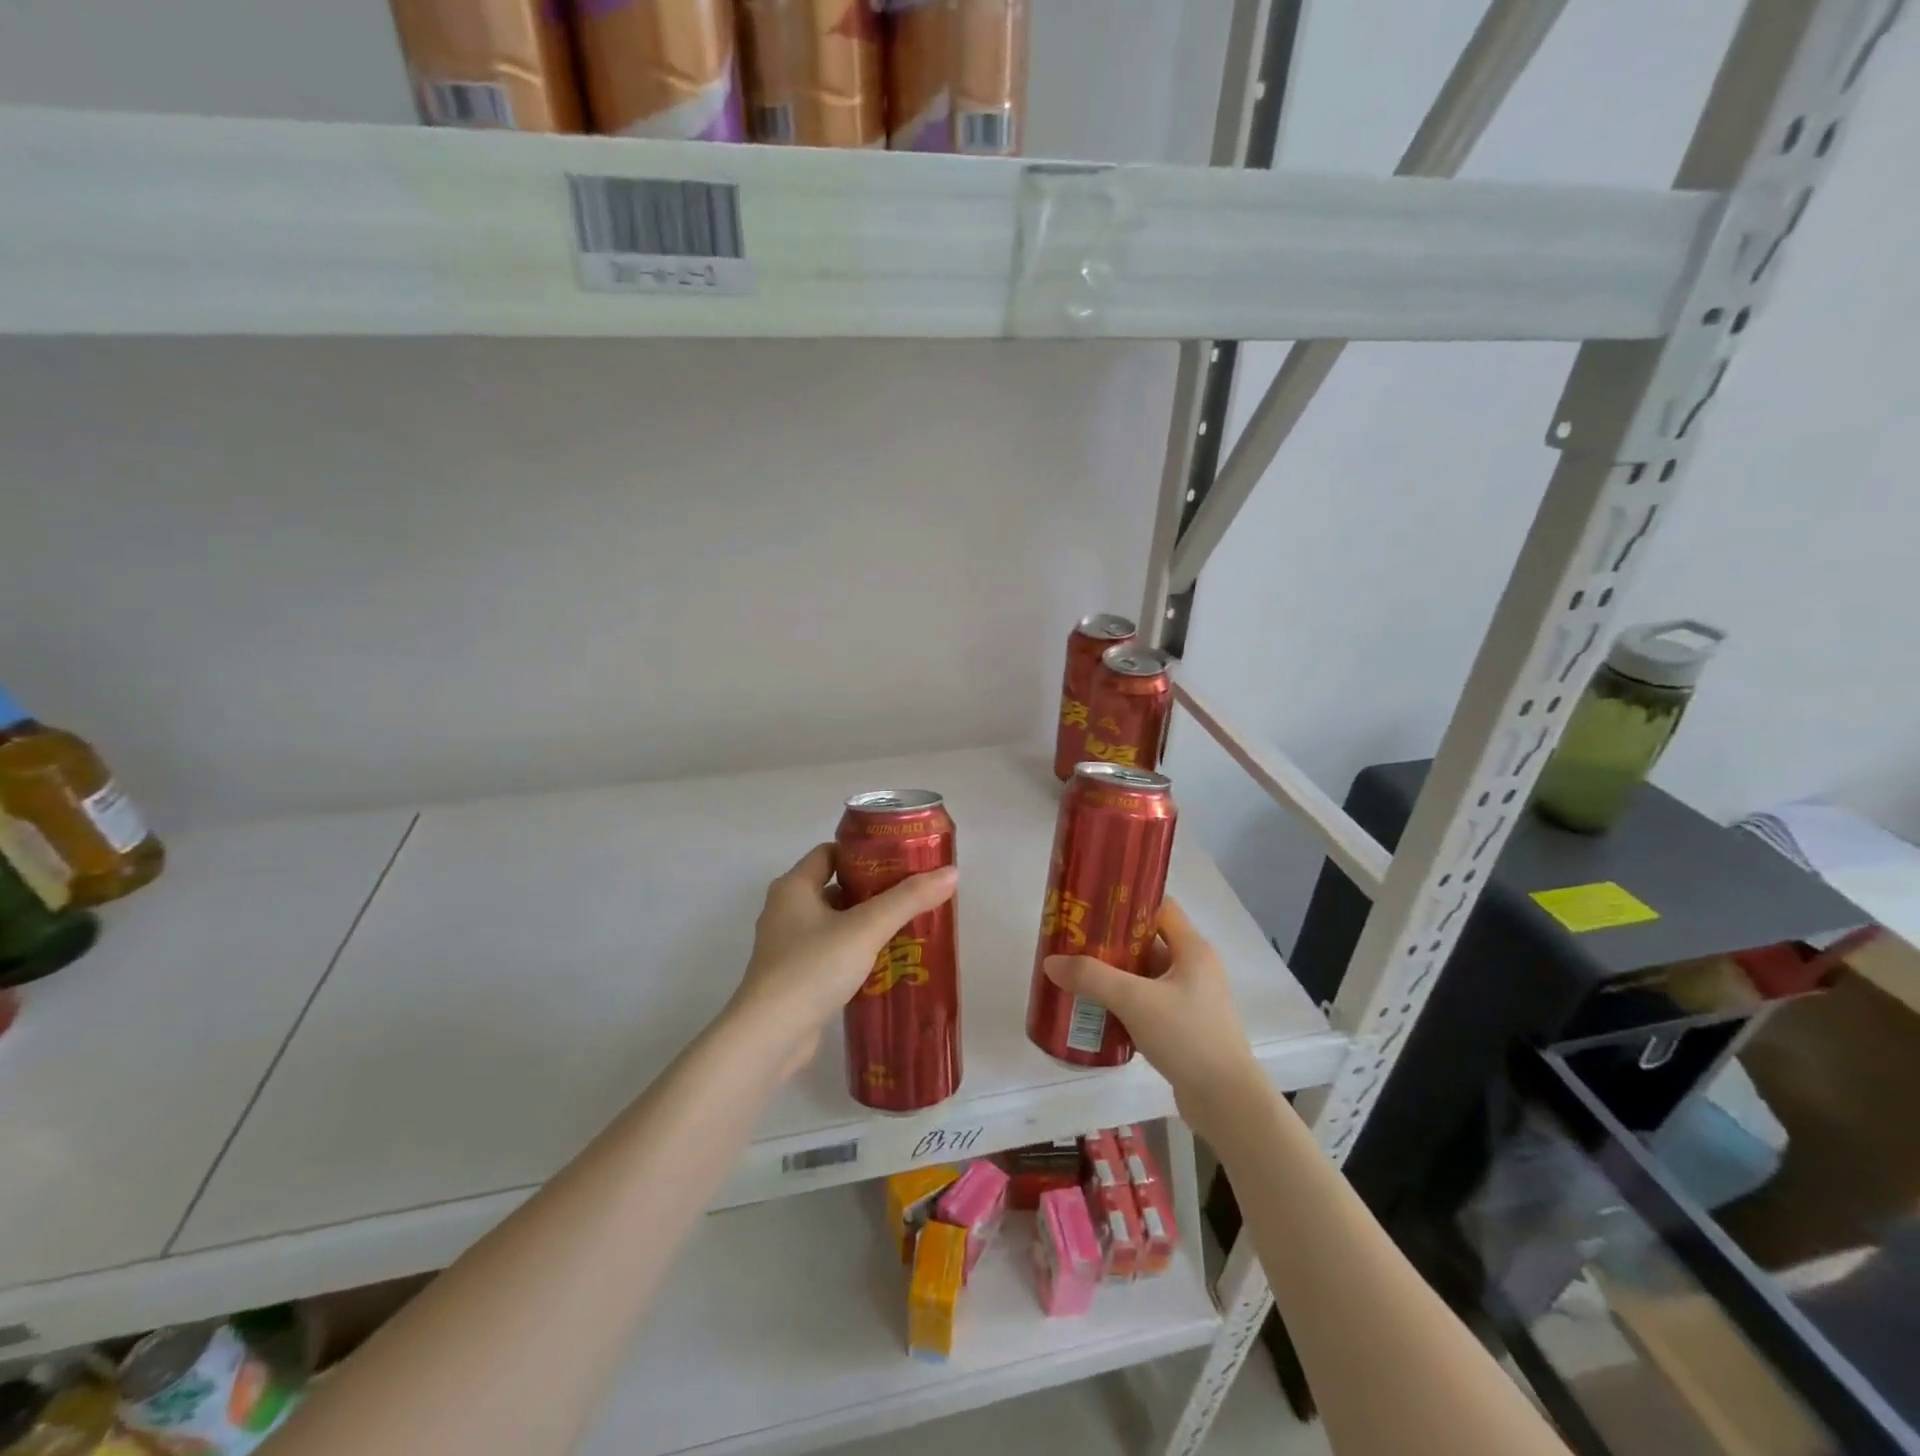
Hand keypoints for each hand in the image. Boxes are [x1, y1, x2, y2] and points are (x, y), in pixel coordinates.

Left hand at [728, 843, 958, 1077]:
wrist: (770, 1036)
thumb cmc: (813, 968)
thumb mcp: (866, 928)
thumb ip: (908, 900)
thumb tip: (951, 873)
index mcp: (793, 886)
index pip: (830, 852)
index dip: (864, 853)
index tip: (900, 860)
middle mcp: (785, 910)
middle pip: (834, 886)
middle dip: (872, 890)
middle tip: (911, 895)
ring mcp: (787, 945)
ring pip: (834, 922)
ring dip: (865, 923)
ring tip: (906, 928)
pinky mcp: (793, 976)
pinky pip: (829, 951)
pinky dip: (854, 951)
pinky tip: (884, 962)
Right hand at [1043, 896, 1266, 1138]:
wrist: (1227, 1102)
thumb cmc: (1187, 1037)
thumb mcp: (1134, 1000)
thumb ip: (1091, 977)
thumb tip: (1051, 962)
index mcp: (1192, 950)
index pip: (1159, 908)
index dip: (1127, 902)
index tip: (1092, 906)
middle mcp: (1195, 968)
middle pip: (1148, 942)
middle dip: (1112, 941)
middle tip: (1076, 942)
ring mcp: (1192, 1000)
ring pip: (1147, 975)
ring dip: (1116, 974)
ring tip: (1079, 975)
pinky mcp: (1186, 1027)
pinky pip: (1150, 1003)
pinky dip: (1126, 1002)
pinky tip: (1098, 1011)